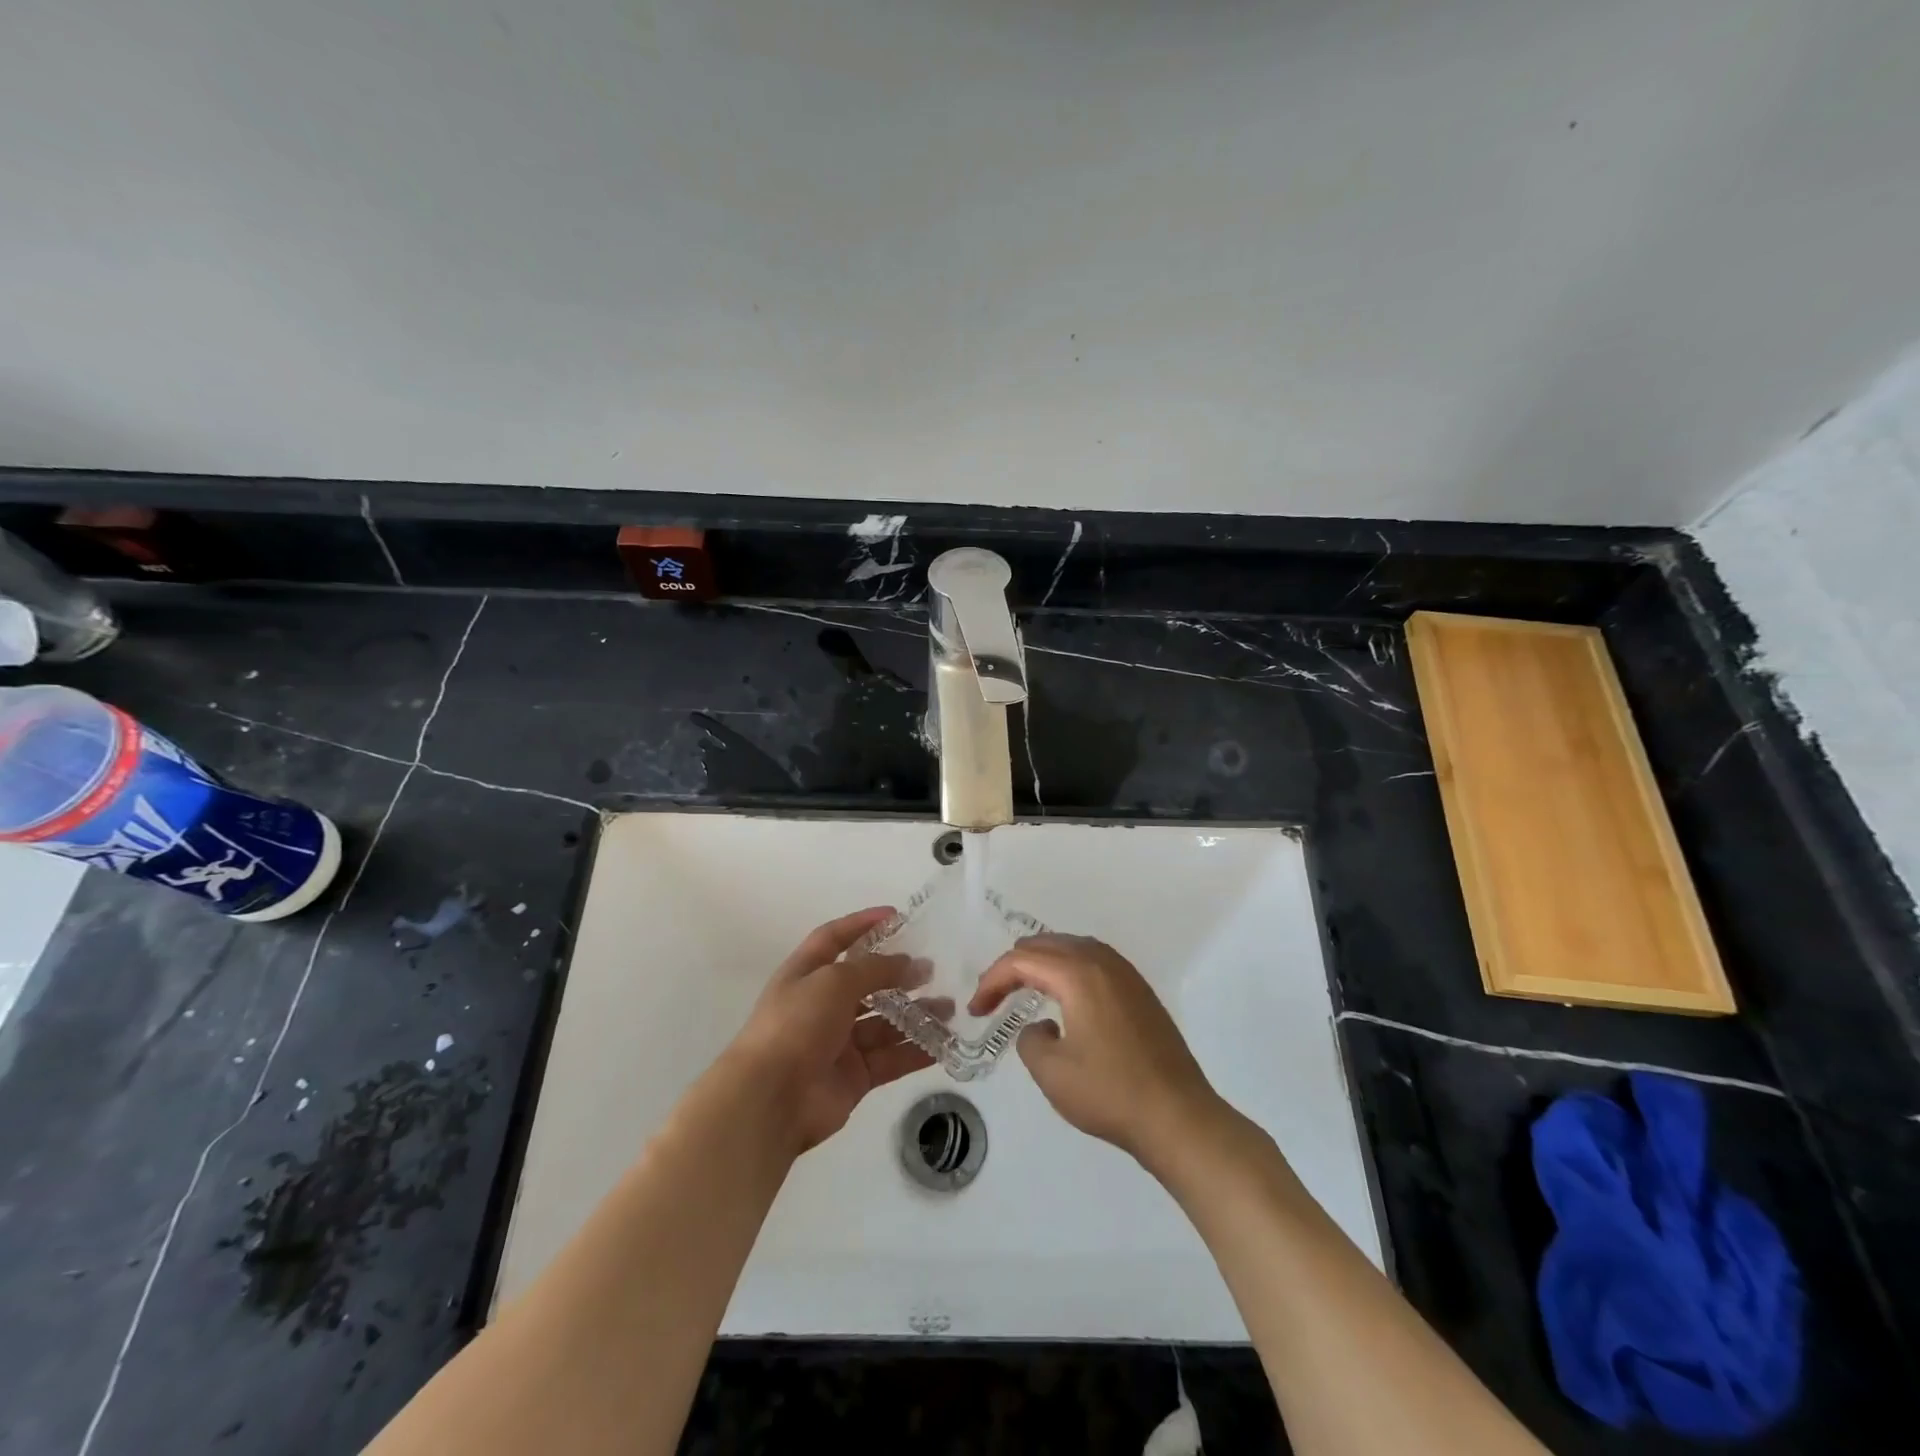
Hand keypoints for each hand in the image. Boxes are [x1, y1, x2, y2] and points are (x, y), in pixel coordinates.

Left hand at [726, 907, 933, 1153]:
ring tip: (949, 1008)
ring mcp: (838, 1043)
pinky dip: (916, 1051)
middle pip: (866, 983)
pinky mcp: (855, 1077)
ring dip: (915, 1014)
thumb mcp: (834, 982)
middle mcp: (821, 1005)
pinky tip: (944, 1043)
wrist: (771, 1099)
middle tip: (932, 970)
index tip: (896, 916)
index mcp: (806, 974)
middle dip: (899, 975)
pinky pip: (891, 1058)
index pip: (834, 939)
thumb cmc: (796, 1024)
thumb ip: (875, 969)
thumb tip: (908, 964)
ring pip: (884, 1023)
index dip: (862, 924)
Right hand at [970, 933, 1221, 1163]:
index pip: (1022, 961)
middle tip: (995, 997)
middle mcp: (1102, 962)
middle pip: (1047, 944)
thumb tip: (1040, 1027)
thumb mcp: (1052, 1073)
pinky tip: (1065, 994)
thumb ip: (1030, 1040)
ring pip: (1073, 947)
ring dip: (1043, 962)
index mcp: (1078, 974)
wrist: (1178, 1116)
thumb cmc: (1110, 1093)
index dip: (992, 981)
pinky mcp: (1140, 990)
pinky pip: (1094, 960)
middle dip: (1015, 966)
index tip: (976, 1010)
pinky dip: (1069, 967)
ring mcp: (1126, 974)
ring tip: (1023, 987)